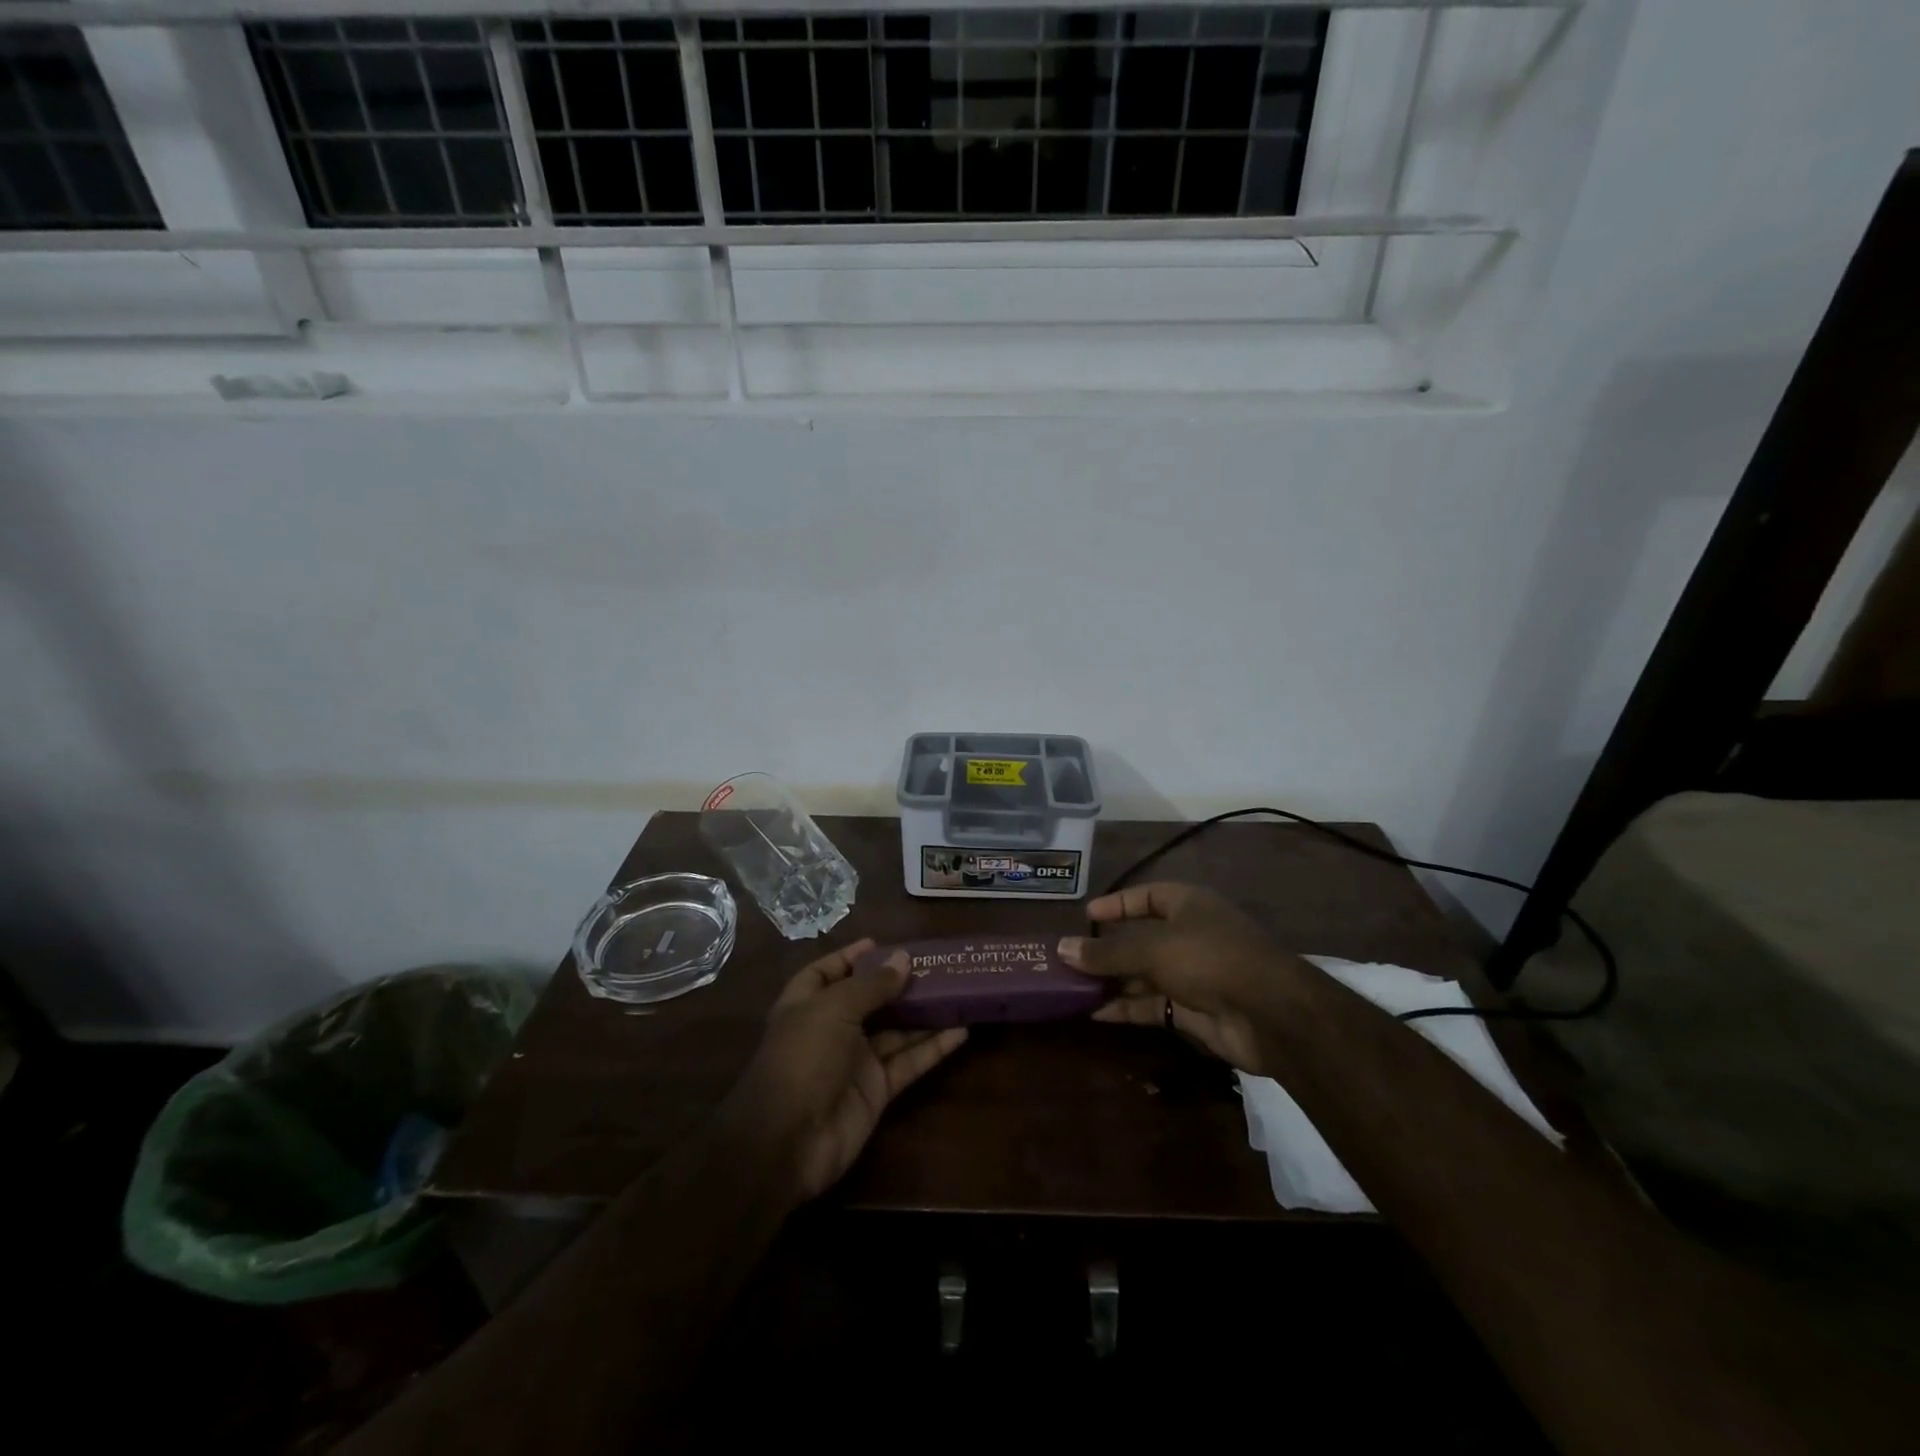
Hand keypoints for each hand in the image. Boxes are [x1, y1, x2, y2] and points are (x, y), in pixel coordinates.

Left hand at [720, 938, 967, 1204]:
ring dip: (923, 1013)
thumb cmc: (803, 1058)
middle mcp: (831, 1029)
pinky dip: (933, 1048)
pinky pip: (908, 1062)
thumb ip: (872, 985)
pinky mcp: (877, 1090)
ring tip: (958, 990)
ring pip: (895, 1030)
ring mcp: (855, 1061)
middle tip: (936, 965)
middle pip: (869, 999)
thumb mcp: (834, 1010)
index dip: (852, 957)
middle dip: (898, 983)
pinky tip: (961, 1031)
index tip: (883, 944)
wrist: (788, 1142)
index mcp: (807, 1004)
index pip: (828, 972)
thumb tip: (904, 958)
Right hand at [1059, 882, 1314, 1076]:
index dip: (1116, 904)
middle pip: (1140, 939)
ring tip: (1071, 988)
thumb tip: (1062, 948)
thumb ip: (1107, 952)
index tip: (1086, 916)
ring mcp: (1193, 975)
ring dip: (1111, 981)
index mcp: (1187, 905)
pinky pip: (1152, 1005)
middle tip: (1068, 959)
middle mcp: (1190, 935)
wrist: (1271, 1014)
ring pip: (1143, 974)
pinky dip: (1126, 1008)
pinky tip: (1095, 1014)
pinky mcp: (1194, 1010)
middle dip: (1106, 950)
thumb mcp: (1152, 948)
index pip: (1145, 896)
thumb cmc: (1210, 958)